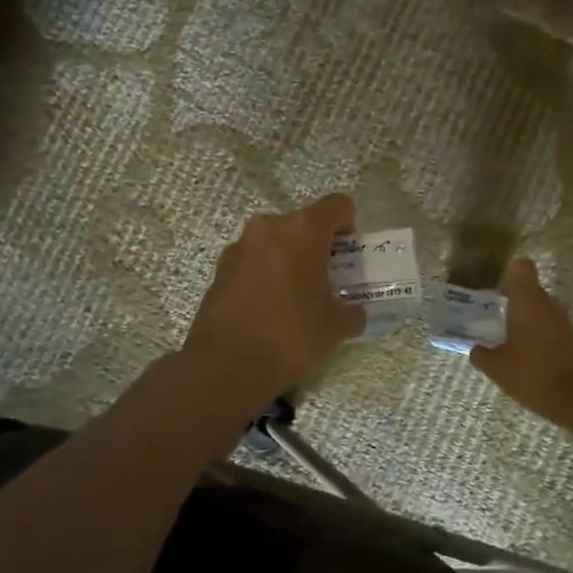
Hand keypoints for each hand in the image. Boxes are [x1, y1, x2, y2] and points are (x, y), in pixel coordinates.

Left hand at [183, 192, 367, 397]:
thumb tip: (353, 312)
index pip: (337, 205)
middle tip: (326, 279)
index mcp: (302, 230)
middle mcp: (268, 228)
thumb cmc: (291, 336)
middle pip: (302, 224)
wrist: (227, 366)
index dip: (349, 225)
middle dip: (317, 246)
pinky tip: (268, 309)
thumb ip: (352, 311)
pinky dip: (265, 276)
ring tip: (295, 297)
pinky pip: (253, 263)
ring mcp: (238, 247)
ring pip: (274, 243)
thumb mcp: (337, 327)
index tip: (349, 254)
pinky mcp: (219, 271)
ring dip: (288, 260)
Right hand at [470, 258, 572, 427]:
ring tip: (504, 336)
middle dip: (510, 297)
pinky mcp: (569, 337)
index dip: (508, 271)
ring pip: (538, 307)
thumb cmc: (531, 374)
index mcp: (526, 301)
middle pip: (528, 287)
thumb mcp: (496, 367)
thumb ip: (481, 354)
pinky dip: (534, 331)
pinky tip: (522, 352)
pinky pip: (547, 324)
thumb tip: (476, 349)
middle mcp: (546, 303)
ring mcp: (561, 320)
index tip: (494, 286)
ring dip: (522, 316)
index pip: (521, 267)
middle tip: (490, 314)